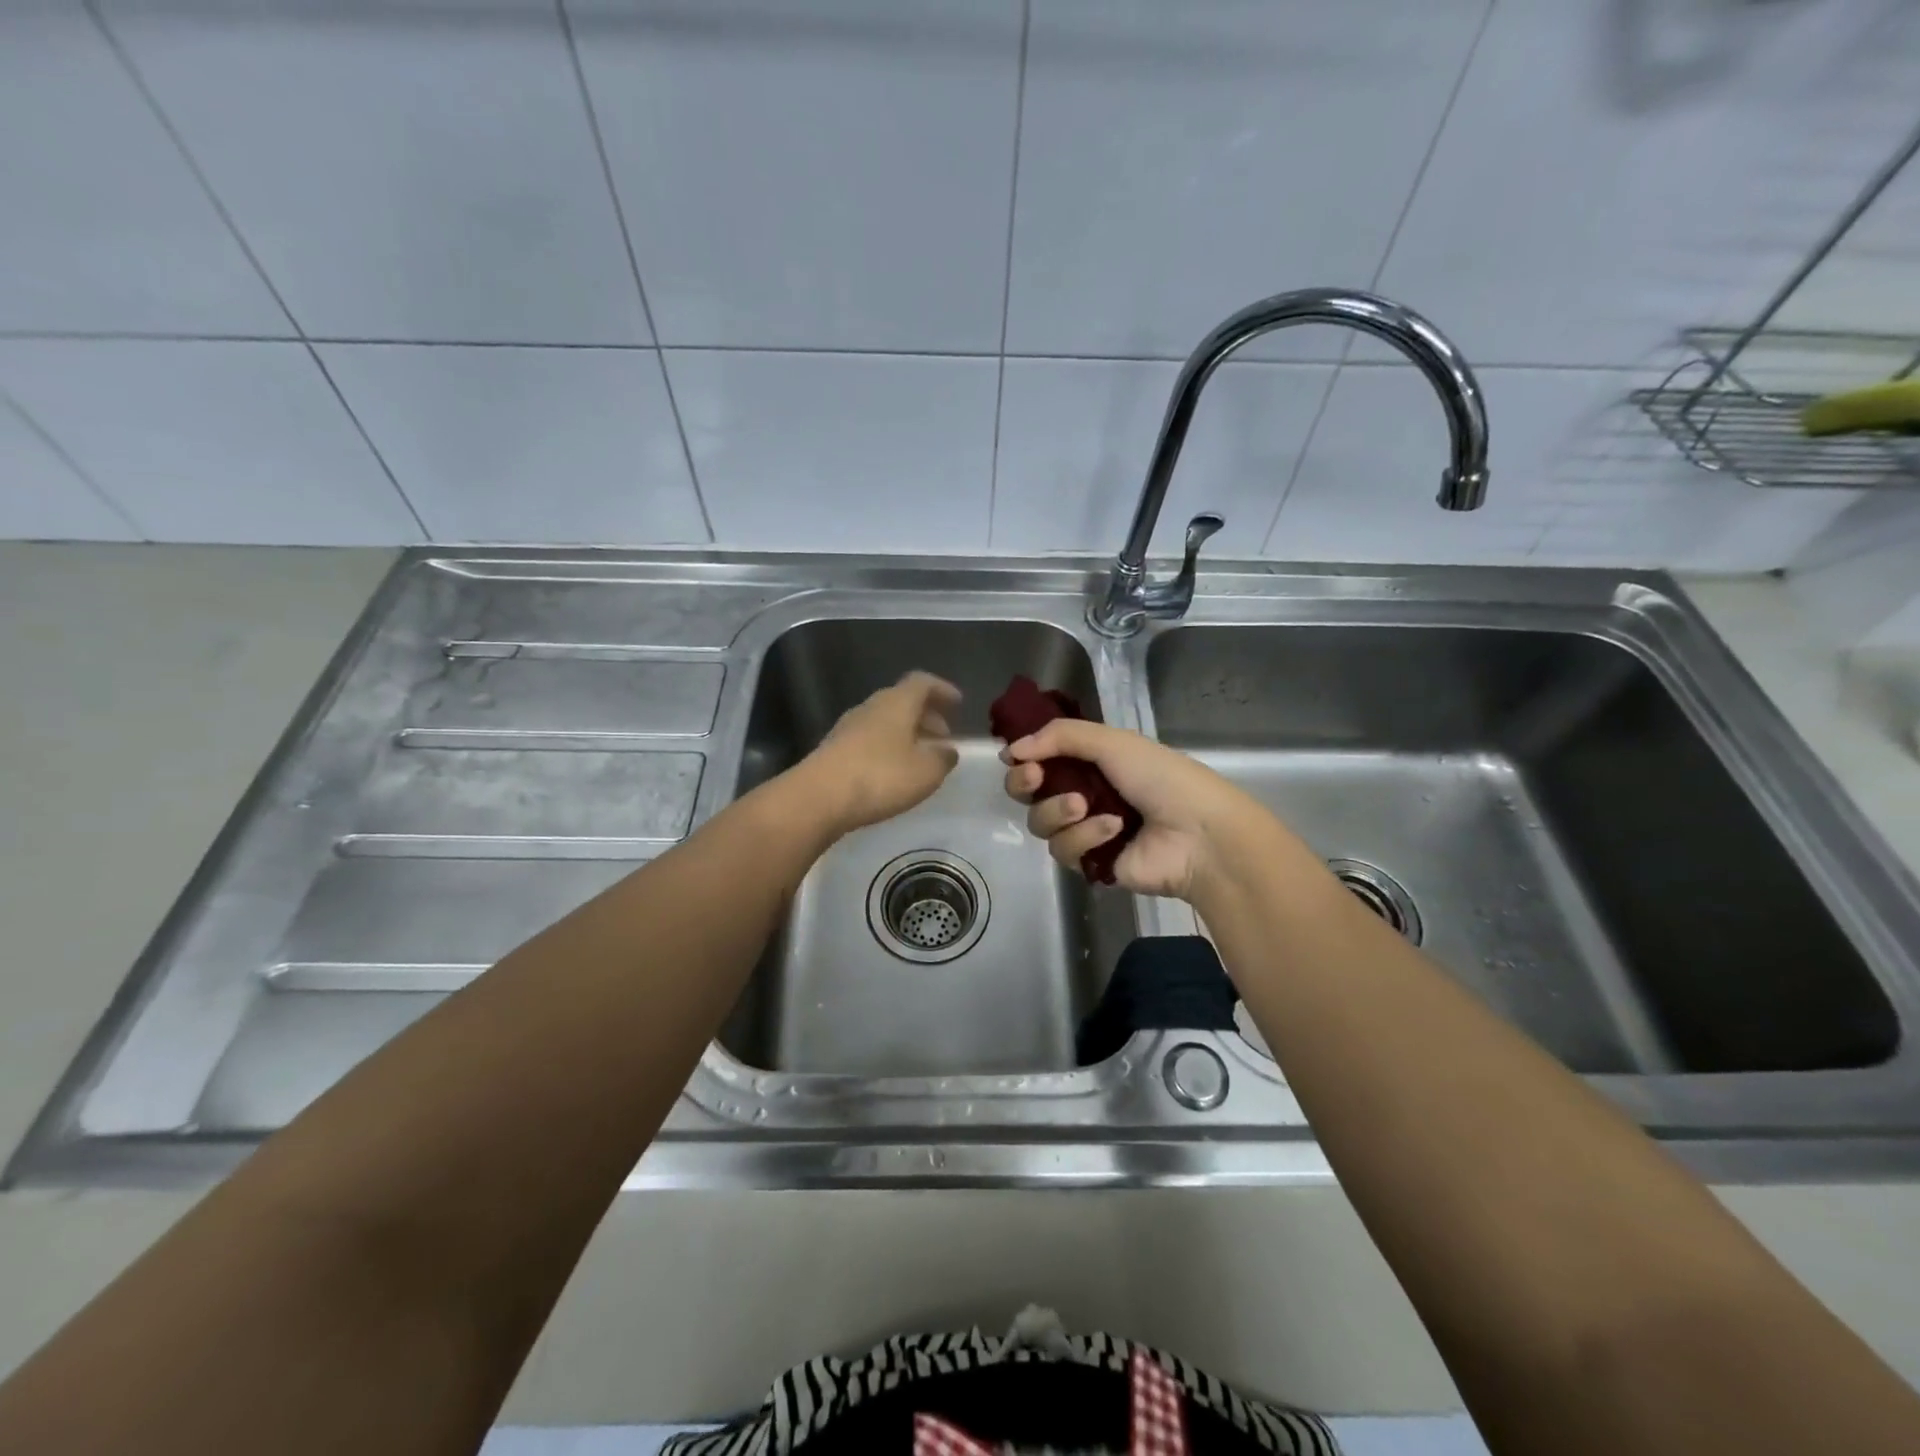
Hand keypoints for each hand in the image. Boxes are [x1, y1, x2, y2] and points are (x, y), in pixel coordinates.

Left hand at [796, 671, 960, 835]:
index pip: (922, 682)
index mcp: (896, 703)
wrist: (819, 797)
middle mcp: (871, 707)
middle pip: (902, 701)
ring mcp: (848, 727)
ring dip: (906, 733)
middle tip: (943, 735)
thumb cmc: (881, 777)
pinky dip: (887, 748)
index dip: (942, 690)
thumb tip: (948, 750)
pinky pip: (869, 739)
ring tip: (921, 757)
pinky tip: (893, 771)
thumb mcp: (926, 771)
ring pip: (885, 721)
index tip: (958, 703)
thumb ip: (943, 758)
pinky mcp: (834, 749)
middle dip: (926, 715)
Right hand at [1002, 719, 1263, 900]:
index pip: (1042, 757)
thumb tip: (1013, 749)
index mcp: (1092, 761)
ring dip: (1058, 811)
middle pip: (1029, 792)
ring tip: (1085, 806)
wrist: (1199, 834)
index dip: (1024, 756)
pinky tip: (1114, 830)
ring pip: (1041, 822)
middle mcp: (1083, 793)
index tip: (1015, 755)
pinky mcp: (1090, 863)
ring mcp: (1085, 830)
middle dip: (1024, 782)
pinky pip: (1064, 849)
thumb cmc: (1161, 778)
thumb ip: (1060, 737)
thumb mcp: (1113, 742)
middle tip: (1034, 778)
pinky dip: (1085, 836)